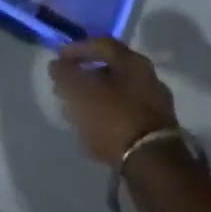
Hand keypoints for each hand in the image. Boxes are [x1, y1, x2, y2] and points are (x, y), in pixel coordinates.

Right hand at [49, 36, 180, 164]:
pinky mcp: (153, 134)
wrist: (153, 166)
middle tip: (63, 88)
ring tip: (70, 113)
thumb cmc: (115, 118)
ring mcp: (153, 108)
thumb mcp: (83, 92)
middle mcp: (147, 79)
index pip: (101, 45)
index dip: (77, 49)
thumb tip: (57, 66)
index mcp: (134, 63)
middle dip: (83, 79)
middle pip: (108, 72)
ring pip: (114, 97)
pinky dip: (103, 121)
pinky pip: (122, 119)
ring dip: (91, 102)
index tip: (58, 59)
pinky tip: (88, 134)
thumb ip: (66, 75)